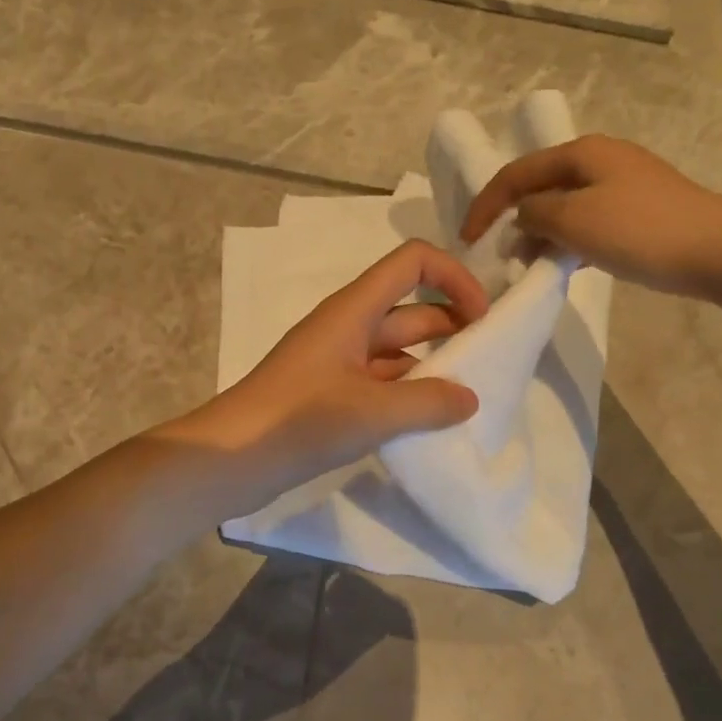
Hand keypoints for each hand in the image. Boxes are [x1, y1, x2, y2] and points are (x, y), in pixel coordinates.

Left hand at [168, 241, 488, 508]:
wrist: (232, 458)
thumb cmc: (299, 420)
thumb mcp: (372, 411)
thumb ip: (428, 402)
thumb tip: (470, 398)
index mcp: (354, 310)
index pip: (414, 262)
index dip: (454, 278)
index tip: (482, 319)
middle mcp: (348, 326)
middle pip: (412, 307)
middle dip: (453, 326)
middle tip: (489, 364)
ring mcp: (338, 361)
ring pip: (398, 349)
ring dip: (433, 365)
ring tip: (469, 397)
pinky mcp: (331, 394)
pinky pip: (381, 381)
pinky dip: (408, 394)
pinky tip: (431, 421)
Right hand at [462, 134, 721, 299]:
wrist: (720, 249)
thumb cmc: (641, 231)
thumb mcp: (574, 220)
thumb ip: (535, 213)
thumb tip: (523, 216)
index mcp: (581, 152)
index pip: (516, 173)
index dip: (486, 205)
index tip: (467, 240)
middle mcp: (600, 159)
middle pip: (540, 185)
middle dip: (513, 218)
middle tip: (498, 254)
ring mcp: (623, 184)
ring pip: (564, 205)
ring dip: (540, 232)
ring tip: (527, 264)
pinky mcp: (639, 210)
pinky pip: (588, 221)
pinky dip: (568, 240)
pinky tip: (565, 264)